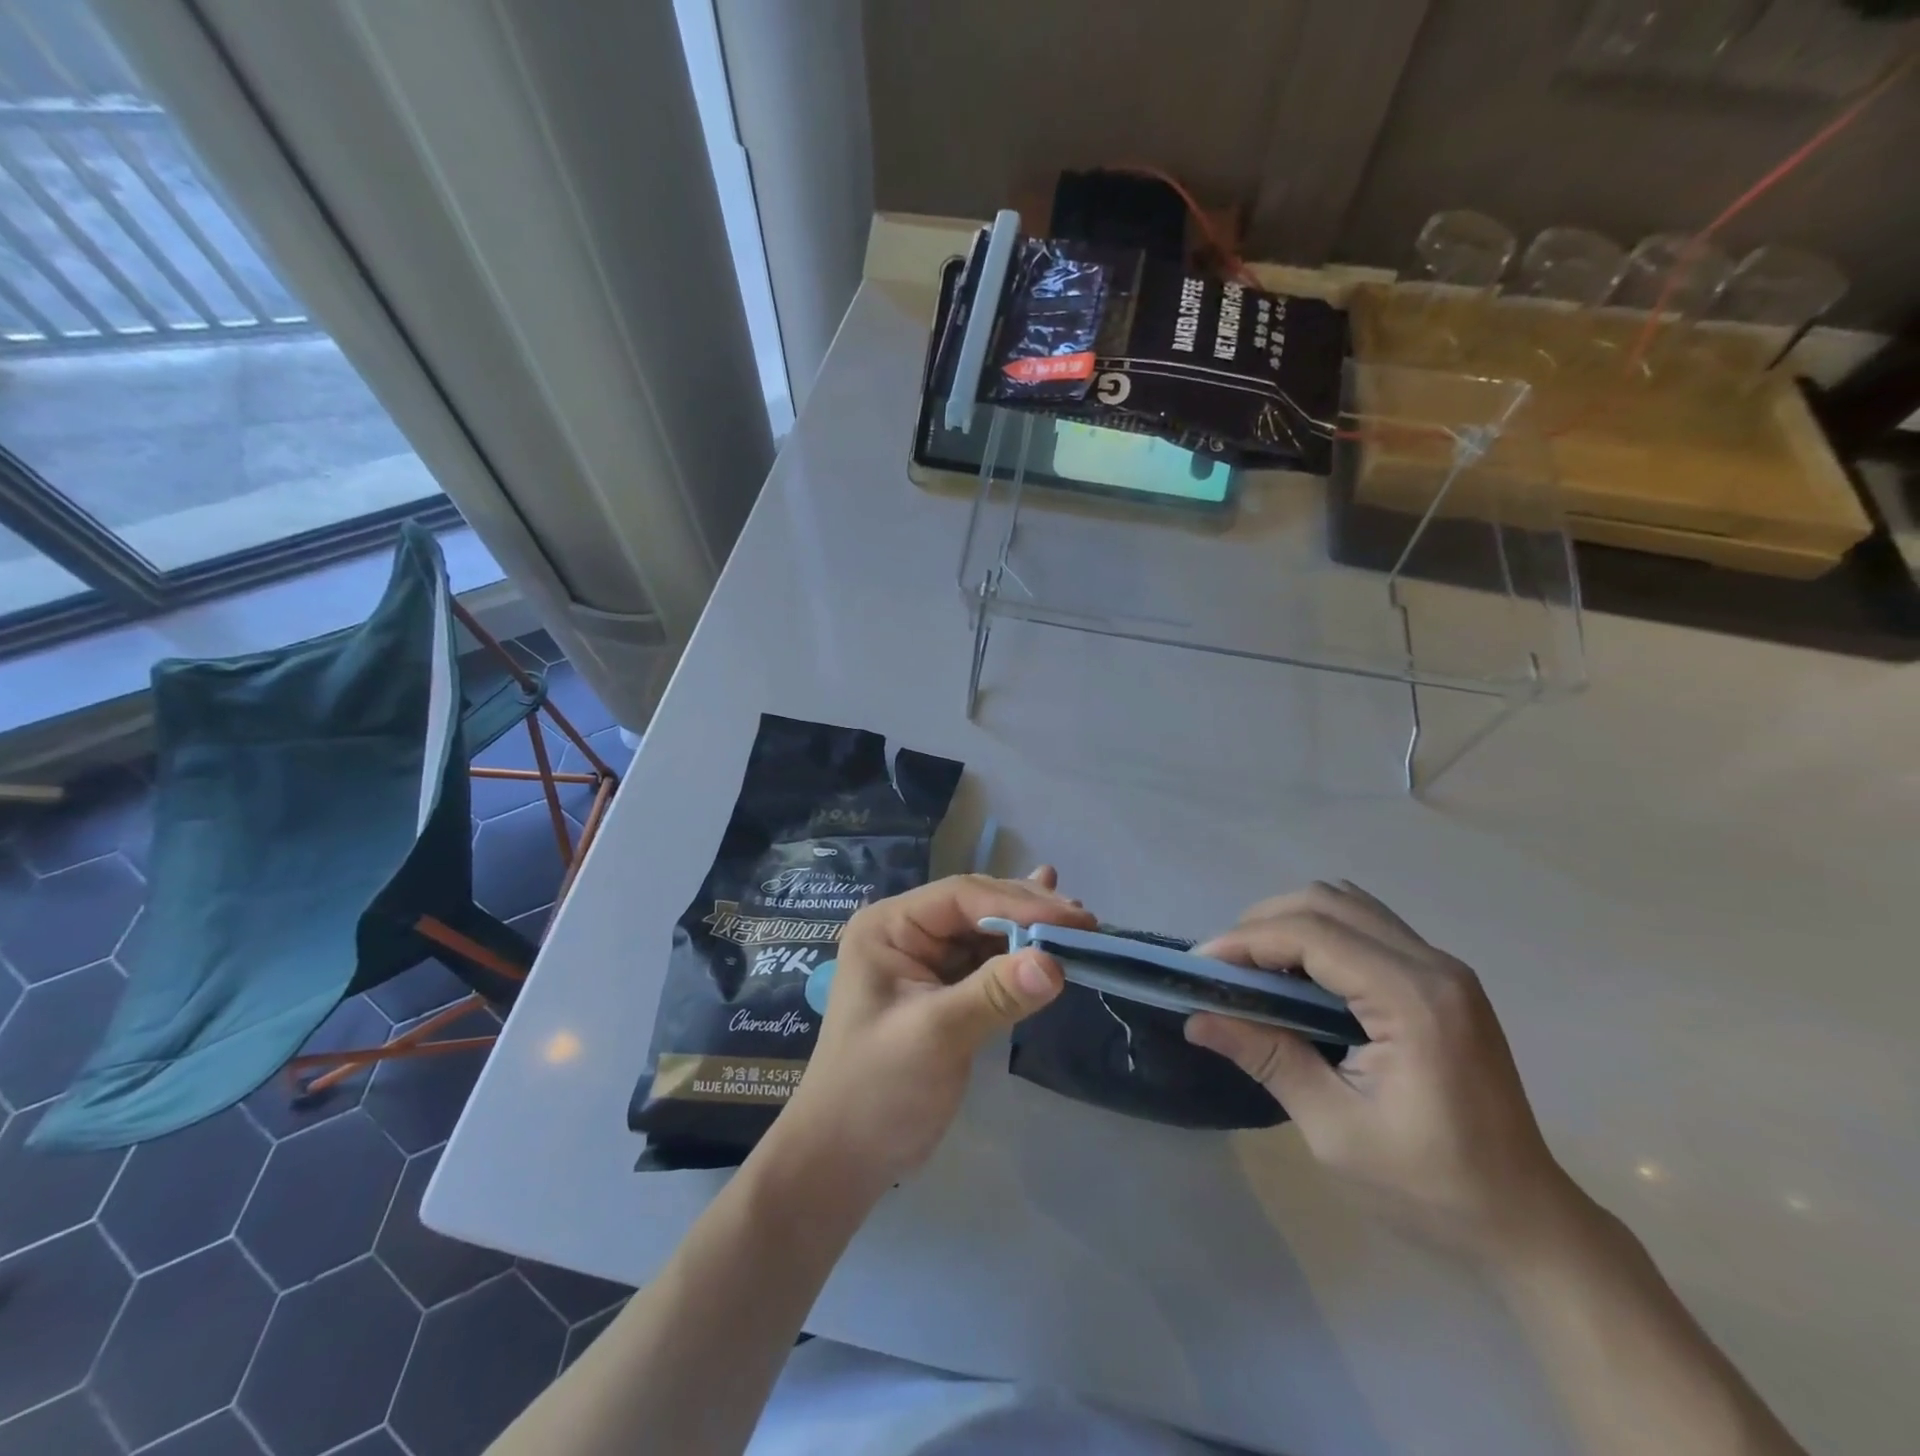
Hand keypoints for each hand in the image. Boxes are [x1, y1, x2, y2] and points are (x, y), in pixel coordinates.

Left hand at [761, 870, 1093, 1205]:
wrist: (844, 1158)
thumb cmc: (876, 1090)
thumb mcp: (935, 1036)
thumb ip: (994, 994)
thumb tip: (1055, 963)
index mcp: (889, 926)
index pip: (962, 897)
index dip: (1020, 903)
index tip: (1075, 920)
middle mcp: (906, 932)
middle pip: (977, 908)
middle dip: (1029, 912)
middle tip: (1087, 923)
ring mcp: (924, 961)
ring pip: (987, 933)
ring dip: (1030, 929)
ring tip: (1080, 926)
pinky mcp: (943, 990)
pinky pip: (986, 961)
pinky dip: (1019, 952)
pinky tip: (1048, 934)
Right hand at [1185, 881, 1574, 1255]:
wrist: (1528, 1224)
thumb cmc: (1432, 1189)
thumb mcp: (1336, 1131)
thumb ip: (1268, 1060)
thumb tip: (1198, 1019)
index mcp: (1414, 1001)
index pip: (1311, 935)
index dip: (1246, 941)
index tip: (1200, 967)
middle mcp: (1433, 966)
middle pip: (1326, 902)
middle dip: (1262, 924)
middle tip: (1224, 967)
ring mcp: (1444, 968)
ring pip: (1347, 904)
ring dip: (1291, 922)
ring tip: (1256, 966)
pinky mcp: (1443, 979)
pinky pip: (1368, 924)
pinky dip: (1321, 931)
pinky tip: (1302, 972)